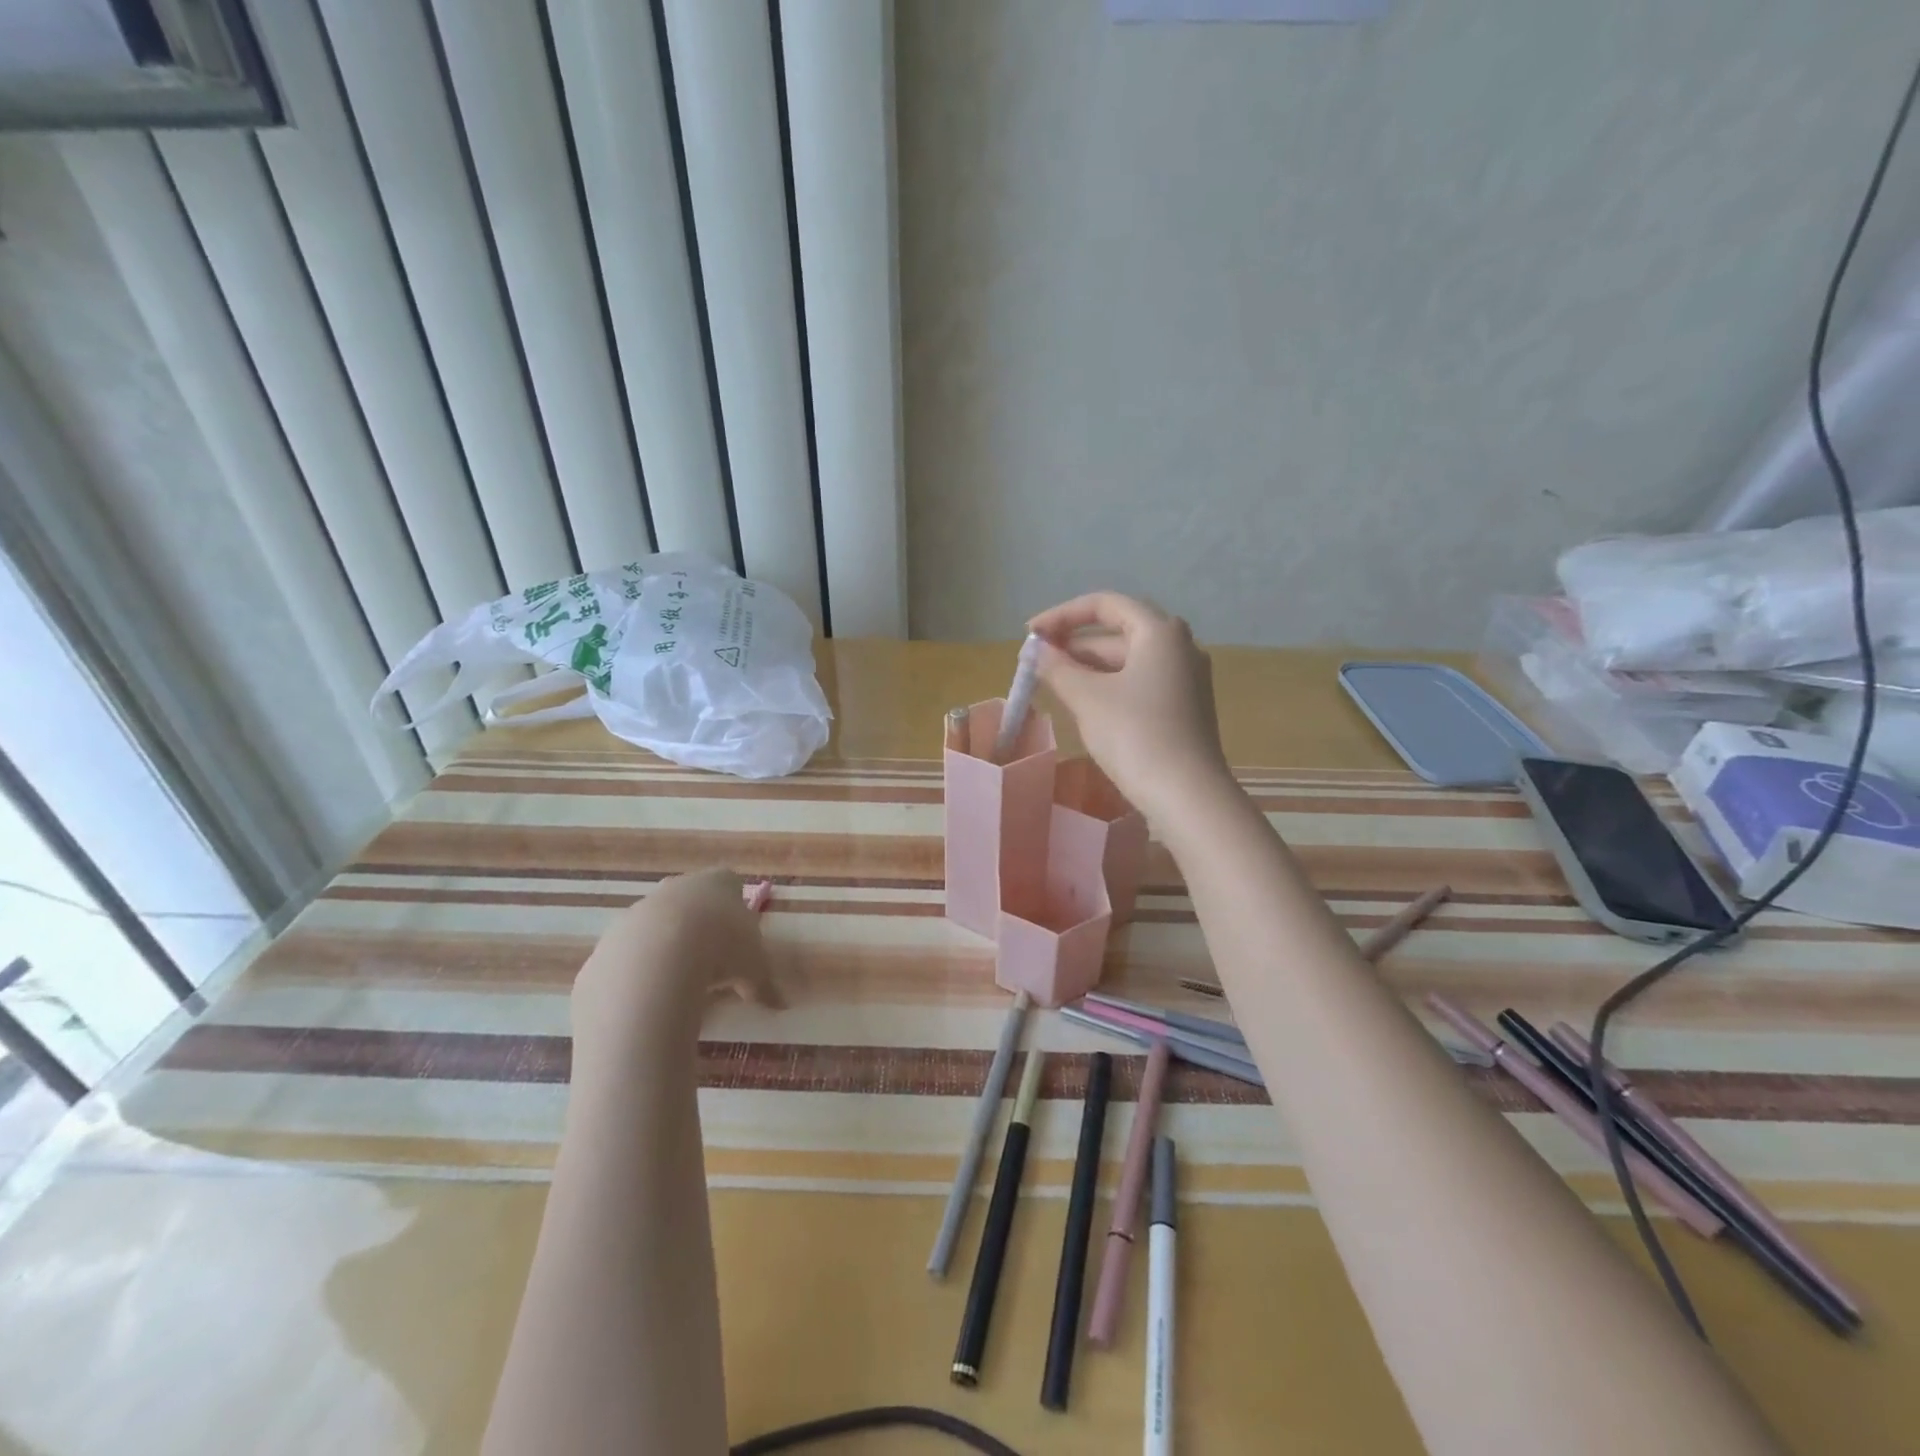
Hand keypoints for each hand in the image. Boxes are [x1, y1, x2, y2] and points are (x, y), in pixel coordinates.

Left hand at [572, 869, 780, 1064]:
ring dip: (668, 948)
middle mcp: (678, 887)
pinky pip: (629, 955)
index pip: (730, 883)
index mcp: (718, 884)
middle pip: (691, 900)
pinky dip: (640, 973)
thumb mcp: (755, 969)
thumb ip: (765, 985)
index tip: (740, 936)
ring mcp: (640, 910)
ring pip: (657, 925)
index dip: (736, 907)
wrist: (654, 962)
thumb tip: (781, 1005)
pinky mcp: (611, 940)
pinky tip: (651, 997)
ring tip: (681, 984)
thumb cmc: (721, 950)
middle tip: (713, 960)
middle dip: (700, 925)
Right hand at [1028, 592, 1233, 826]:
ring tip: (1053, 683)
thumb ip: (1057, 667)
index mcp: (1159, 631)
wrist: (1187, 795)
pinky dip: (1110, 685)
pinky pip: (1140, 682)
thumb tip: (1035, 650)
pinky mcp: (1186, 706)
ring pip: (1128, 660)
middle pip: (1118, 631)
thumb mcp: (1087, 698)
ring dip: (1089, 667)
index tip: (1030, 635)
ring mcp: (1186, 678)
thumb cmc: (1135, 735)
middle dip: (1074, 644)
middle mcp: (1179, 645)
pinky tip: (1085, 704)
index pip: (1104, 604)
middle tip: (1037, 662)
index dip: (1062, 615)